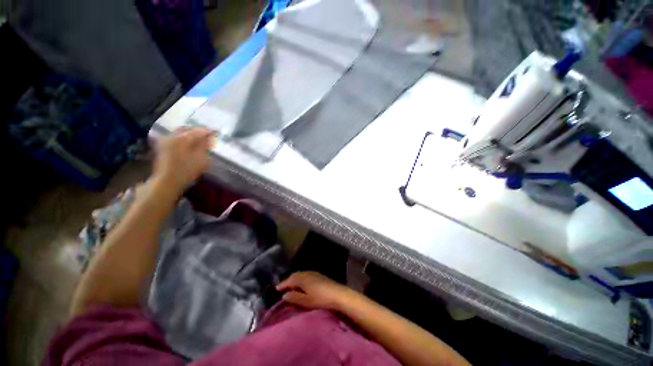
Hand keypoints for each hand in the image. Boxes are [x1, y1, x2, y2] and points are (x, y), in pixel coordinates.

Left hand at [153, 127, 214, 195]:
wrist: (167, 182)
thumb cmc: (187, 170)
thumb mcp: (201, 158)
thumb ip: (205, 145)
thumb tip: (209, 137)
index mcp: (182, 137)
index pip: (198, 131)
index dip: (208, 131)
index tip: (216, 131)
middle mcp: (172, 136)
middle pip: (187, 129)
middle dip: (198, 131)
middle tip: (208, 134)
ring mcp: (165, 142)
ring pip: (181, 133)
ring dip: (190, 135)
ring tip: (200, 139)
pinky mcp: (163, 148)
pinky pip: (176, 139)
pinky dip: (184, 139)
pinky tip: (190, 144)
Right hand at [276, 271, 351, 309]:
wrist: (338, 294)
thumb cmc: (320, 298)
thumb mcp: (306, 301)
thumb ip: (294, 297)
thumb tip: (284, 295)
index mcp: (302, 278)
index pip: (289, 280)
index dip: (282, 285)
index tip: (276, 289)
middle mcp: (307, 273)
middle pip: (295, 275)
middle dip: (288, 281)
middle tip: (282, 288)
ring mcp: (313, 273)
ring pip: (300, 275)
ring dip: (295, 280)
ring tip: (291, 287)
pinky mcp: (319, 275)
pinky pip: (306, 275)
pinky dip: (301, 279)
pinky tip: (302, 285)